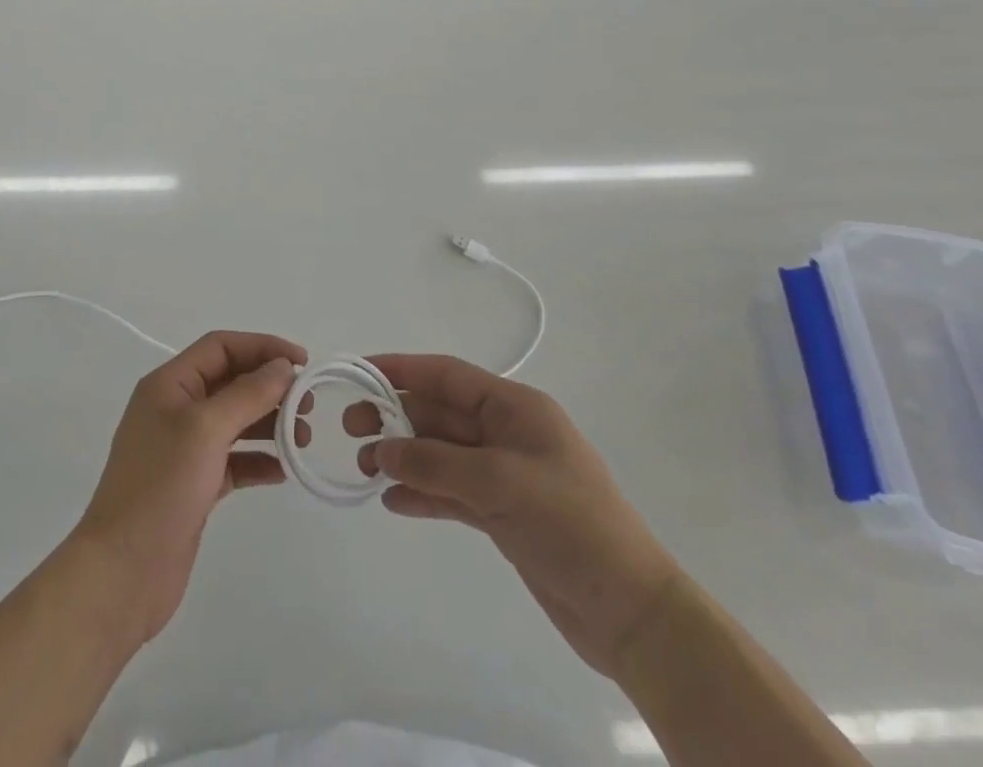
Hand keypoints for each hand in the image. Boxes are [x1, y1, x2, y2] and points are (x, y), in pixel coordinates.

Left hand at [70, 331, 307, 645]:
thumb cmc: (161, 487)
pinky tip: (283, 470)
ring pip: (235, 420)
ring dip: (269, 422)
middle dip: (269, 386)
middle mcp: (175, 409)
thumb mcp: (206, 429)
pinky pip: (233, 460)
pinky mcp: (193, 485)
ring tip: (303, 436)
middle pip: (230, 381)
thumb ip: (247, 393)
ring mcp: (183, 449)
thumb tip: (282, 366)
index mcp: (169, 384)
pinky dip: (258, 460)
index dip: (262, 346)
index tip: (302, 362)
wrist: (122, 573)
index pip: (220, 347)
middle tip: (308, 403)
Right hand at [346, 354, 681, 678]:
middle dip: (395, 418)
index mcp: (515, 408)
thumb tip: (383, 450)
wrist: (631, 612)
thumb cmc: (572, 525)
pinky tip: (393, 502)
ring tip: (365, 469)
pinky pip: (451, 493)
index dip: (403, 369)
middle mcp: (506, 434)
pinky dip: (423, 494)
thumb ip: (436, 464)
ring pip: (440, 455)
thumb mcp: (501, 484)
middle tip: (351, 430)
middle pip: (439, 415)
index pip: (448, 375)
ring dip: (403, 458)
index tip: (360, 373)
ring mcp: (504, 475)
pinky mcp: (502, 514)